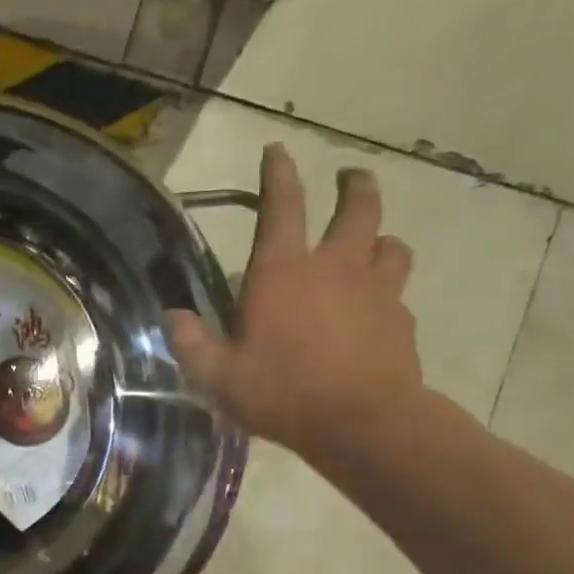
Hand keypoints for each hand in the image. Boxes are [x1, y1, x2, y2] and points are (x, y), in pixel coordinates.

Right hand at [168, 143, 424, 462]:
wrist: (362, 424)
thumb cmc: (282, 393)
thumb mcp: (219, 376)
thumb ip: (192, 344)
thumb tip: (173, 317)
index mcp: (283, 272)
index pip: (282, 205)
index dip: (279, 173)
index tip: (279, 149)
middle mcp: (334, 268)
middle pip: (358, 208)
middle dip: (354, 186)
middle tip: (350, 177)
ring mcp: (376, 291)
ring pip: (390, 244)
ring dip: (380, 238)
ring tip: (371, 244)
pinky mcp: (400, 320)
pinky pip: (397, 293)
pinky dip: (386, 291)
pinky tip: (376, 309)